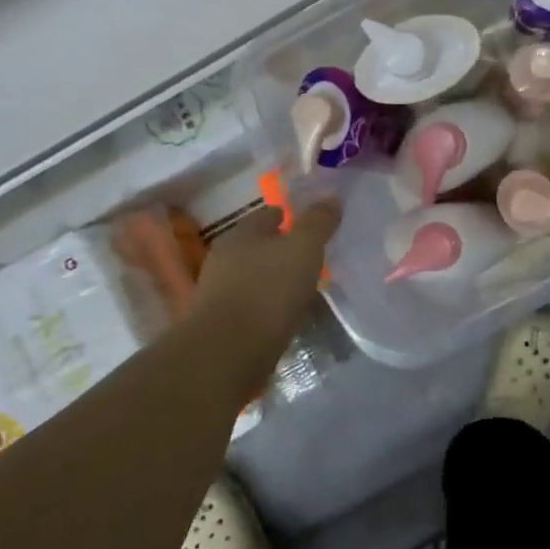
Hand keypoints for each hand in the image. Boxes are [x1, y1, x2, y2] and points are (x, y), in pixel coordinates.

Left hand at [191, 199, 340, 365]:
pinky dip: (266, 305)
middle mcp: (225, 255)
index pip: (271, 213)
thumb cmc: (269, 291)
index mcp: (243, 232)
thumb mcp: (303, 249)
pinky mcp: (220, 321)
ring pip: (254, 275)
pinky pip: (250, 303)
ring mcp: (218, 290)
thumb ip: (318, 222)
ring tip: (301, 289)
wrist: (228, 352)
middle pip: (260, 244)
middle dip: (283, 250)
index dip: (294, 217)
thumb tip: (331, 197)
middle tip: (312, 260)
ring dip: (274, 279)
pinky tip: (282, 315)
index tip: (316, 229)